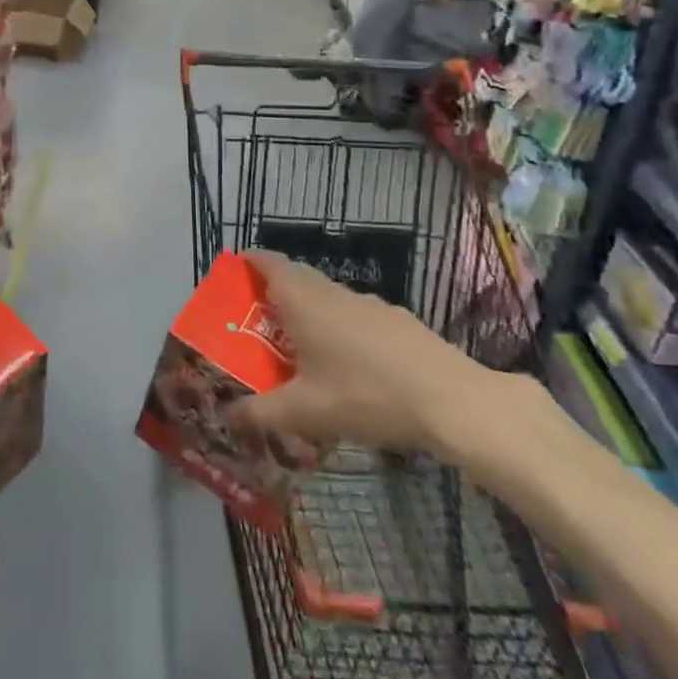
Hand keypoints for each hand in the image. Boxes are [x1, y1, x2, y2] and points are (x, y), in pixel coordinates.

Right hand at [227, 252, 498, 457]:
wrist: (450, 399)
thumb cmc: (365, 395)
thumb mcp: (306, 413)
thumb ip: (262, 414)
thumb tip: (228, 417)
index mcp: (304, 302)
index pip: (269, 263)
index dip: (249, 261)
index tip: (234, 271)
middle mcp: (332, 292)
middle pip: (297, 278)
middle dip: (275, 292)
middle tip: (259, 320)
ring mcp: (369, 304)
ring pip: (328, 298)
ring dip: (311, 313)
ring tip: (303, 350)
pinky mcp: (398, 320)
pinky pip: (356, 316)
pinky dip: (342, 329)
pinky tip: (351, 368)